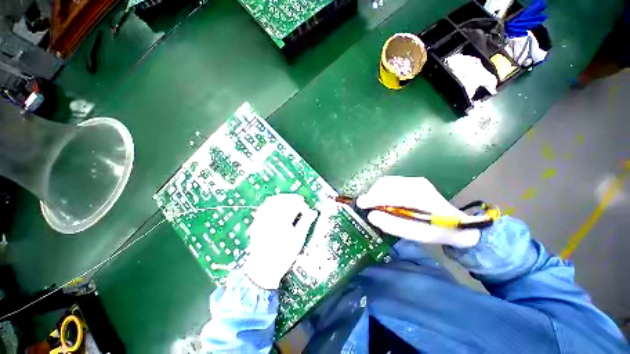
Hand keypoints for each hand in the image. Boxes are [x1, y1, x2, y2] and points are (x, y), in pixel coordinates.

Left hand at [243, 194, 317, 289]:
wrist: (263, 268)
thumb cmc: (283, 254)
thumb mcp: (298, 239)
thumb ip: (306, 223)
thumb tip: (314, 212)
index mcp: (282, 219)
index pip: (294, 205)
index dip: (303, 206)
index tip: (307, 211)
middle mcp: (271, 216)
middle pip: (283, 200)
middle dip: (293, 199)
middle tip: (300, 201)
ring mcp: (262, 218)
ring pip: (273, 201)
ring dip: (283, 198)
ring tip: (290, 201)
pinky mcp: (257, 221)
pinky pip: (264, 206)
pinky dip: (272, 203)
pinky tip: (277, 205)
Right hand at [356, 176, 479, 247]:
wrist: (458, 224)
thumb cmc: (439, 231)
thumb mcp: (418, 235)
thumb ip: (393, 225)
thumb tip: (371, 216)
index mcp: (422, 197)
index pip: (393, 194)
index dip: (375, 199)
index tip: (361, 205)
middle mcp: (417, 184)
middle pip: (386, 184)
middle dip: (373, 195)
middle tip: (367, 208)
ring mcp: (415, 180)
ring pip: (386, 182)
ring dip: (375, 192)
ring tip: (373, 205)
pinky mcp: (411, 181)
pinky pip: (390, 183)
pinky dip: (381, 190)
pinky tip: (381, 200)